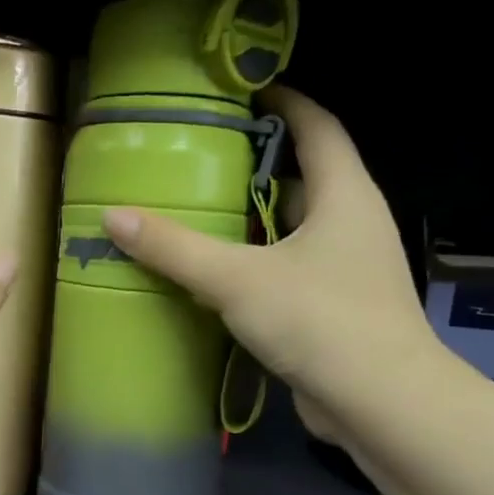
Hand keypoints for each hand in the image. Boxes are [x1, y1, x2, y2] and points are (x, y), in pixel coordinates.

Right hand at [102, 86, 435, 441]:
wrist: (380, 403)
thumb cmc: (320, 321)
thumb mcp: (237, 279)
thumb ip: (175, 248)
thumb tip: (112, 216)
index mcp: (345, 195)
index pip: (318, 127)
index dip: (285, 102)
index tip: (242, 91)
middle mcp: (354, 224)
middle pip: (306, 177)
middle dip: (258, 165)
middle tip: (202, 159)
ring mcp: (349, 269)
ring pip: (297, 229)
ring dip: (256, 220)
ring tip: (201, 213)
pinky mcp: (337, 308)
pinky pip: (292, 270)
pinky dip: (260, 264)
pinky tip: (221, 276)